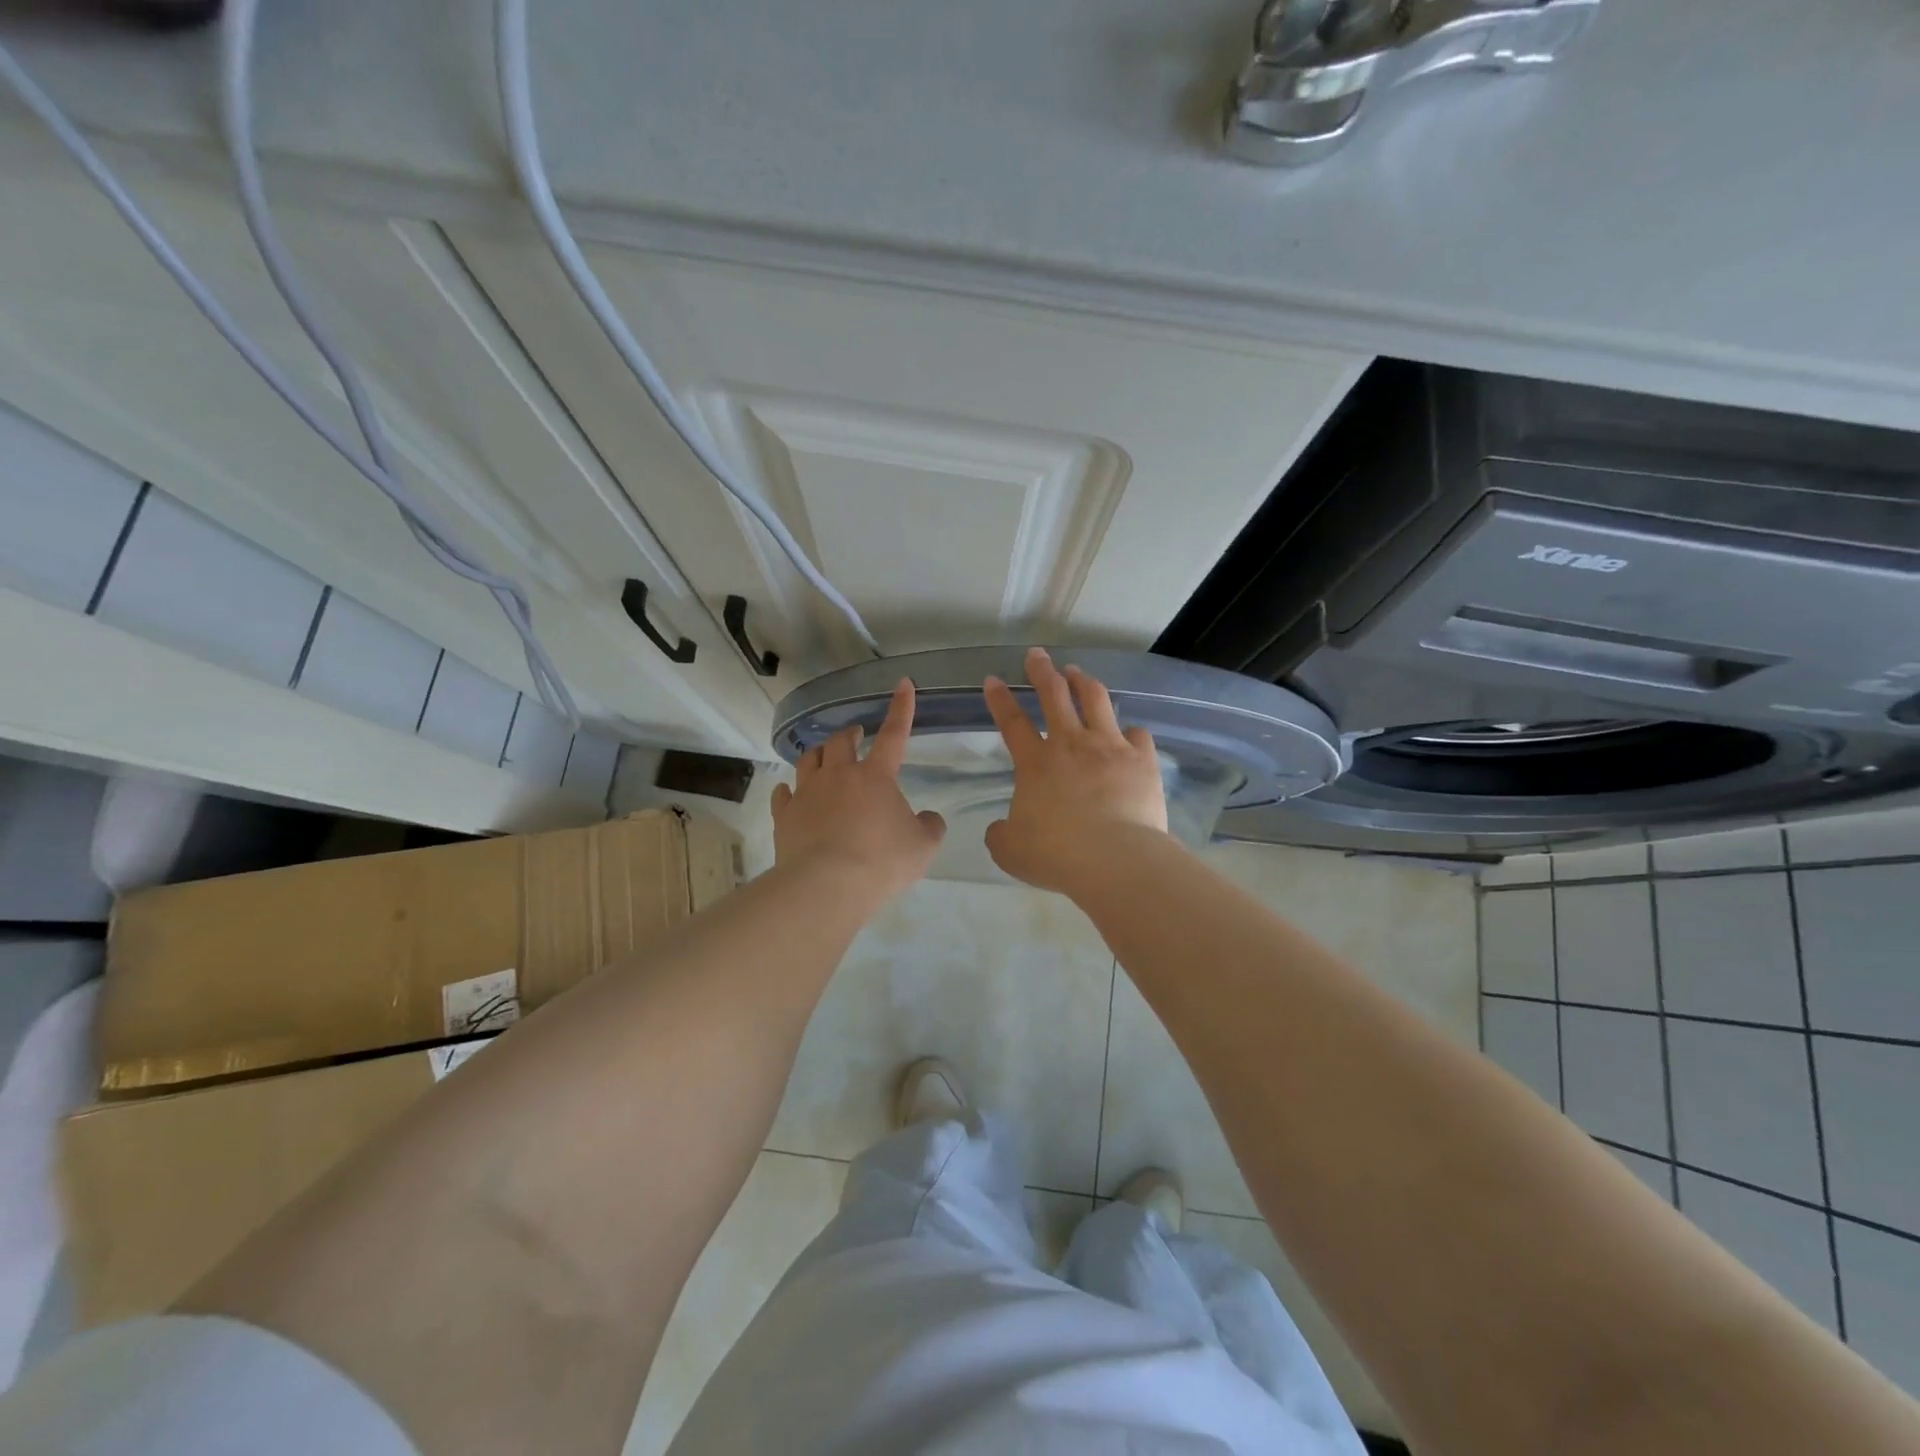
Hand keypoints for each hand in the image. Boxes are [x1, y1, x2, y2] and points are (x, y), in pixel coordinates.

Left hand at [771, 678, 946, 897]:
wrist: (827, 886)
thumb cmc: (882, 861)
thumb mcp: (923, 847)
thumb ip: (930, 826)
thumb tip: (928, 817)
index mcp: (875, 776)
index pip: (894, 734)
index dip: (901, 708)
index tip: (903, 684)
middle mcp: (839, 775)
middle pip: (840, 741)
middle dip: (850, 734)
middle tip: (856, 736)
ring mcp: (807, 793)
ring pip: (808, 759)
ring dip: (819, 754)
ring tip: (824, 758)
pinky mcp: (785, 816)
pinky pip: (783, 794)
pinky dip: (788, 790)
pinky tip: (789, 793)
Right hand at [982, 647, 1167, 892]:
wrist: (1115, 859)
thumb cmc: (1057, 854)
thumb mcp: (1010, 850)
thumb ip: (1001, 834)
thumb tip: (1000, 829)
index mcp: (1035, 763)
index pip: (1012, 722)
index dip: (1000, 699)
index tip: (993, 679)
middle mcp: (1071, 744)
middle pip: (1054, 695)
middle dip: (1042, 671)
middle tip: (1037, 654)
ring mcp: (1110, 747)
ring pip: (1096, 700)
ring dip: (1083, 682)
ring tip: (1077, 672)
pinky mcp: (1142, 760)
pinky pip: (1138, 735)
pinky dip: (1131, 731)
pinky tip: (1130, 732)